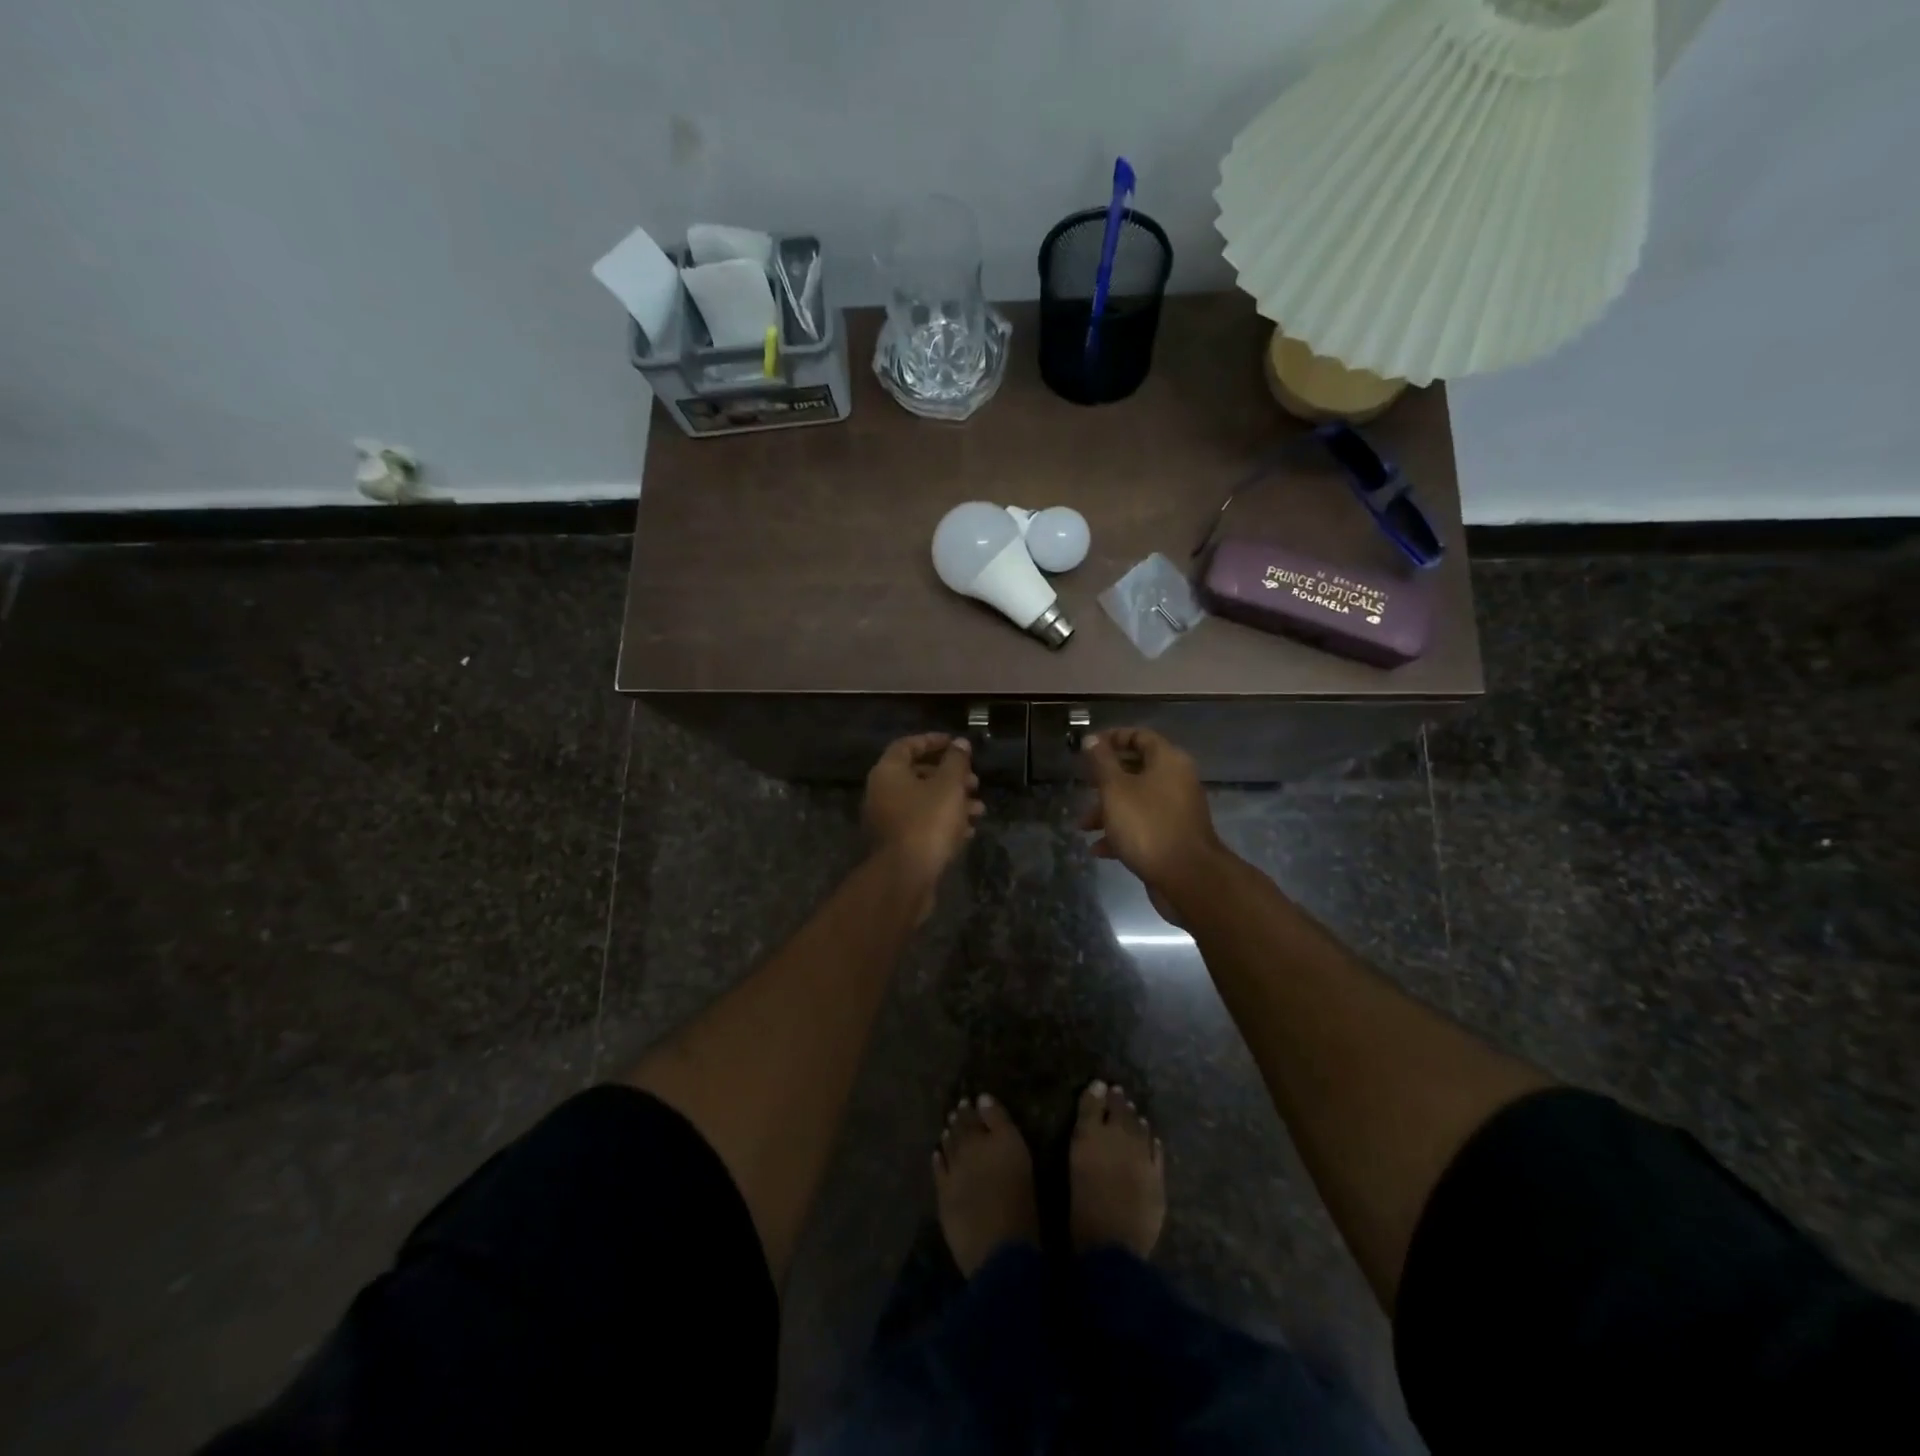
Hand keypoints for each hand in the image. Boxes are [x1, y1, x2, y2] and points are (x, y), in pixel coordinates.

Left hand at [863, 734, 983, 912]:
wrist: (905, 877)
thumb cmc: (926, 822)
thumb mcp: (948, 786)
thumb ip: (956, 761)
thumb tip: (960, 743)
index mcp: (888, 773)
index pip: (907, 745)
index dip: (933, 741)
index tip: (957, 744)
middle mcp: (881, 793)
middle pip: (918, 775)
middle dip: (950, 776)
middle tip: (974, 781)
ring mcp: (887, 821)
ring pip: (923, 802)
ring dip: (952, 801)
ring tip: (979, 809)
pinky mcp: (897, 845)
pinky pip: (922, 824)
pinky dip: (944, 823)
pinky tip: (968, 830)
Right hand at [1080, 728, 1226, 910]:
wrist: (1186, 877)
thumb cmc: (1147, 825)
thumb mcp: (1115, 789)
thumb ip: (1101, 762)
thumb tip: (1091, 738)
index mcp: (1168, 761)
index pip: (1140, 736)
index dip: (1112, 738)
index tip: (1088, 748)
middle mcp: (1176, 781)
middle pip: (1137, 769)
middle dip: (1105, 779)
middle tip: (1084, 785)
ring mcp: (1176, 811)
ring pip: (1137, 801)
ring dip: (1108, 810)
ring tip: (1083, 826)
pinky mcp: (1173, 837)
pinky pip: (1143, 826)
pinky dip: (1121, 832)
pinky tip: (1098, 849)